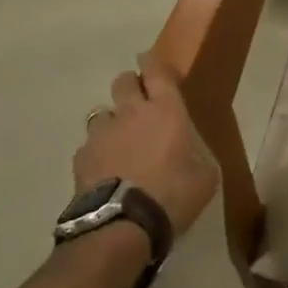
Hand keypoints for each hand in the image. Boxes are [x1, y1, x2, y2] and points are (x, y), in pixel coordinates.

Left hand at [72, 52, 218, 236]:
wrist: (121, 226)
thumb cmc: (172, 195)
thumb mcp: (205, 175)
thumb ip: (197, 152)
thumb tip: (189, 148)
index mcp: (167, 110)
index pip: (157, 71)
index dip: (153, 62)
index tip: (150, 60)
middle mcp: (132, 112)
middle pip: (123, 81)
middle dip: (130, 85)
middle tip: (139, 102)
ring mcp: (102, 134)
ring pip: (102, 113)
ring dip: (112, 122)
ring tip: (119, 143)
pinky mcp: (81, 158)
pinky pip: (89, 146)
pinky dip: (97, 153)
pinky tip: (104, 172)